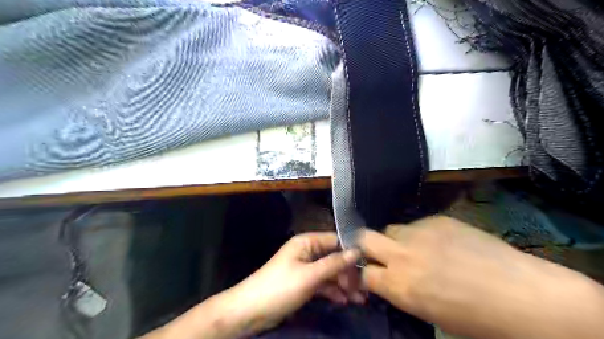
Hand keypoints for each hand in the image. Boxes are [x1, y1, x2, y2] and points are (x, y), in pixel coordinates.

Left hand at [219, 233, 359, 335]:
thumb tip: (357, 251)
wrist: (250, 311)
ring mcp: (305, 268)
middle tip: (364, 289)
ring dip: (344, 284)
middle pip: (334, 258)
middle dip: (349, 273)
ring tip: (359, 299)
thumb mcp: (309, 276)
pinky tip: (344, 301)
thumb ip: (334, 263)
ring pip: (330, 273)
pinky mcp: (303, 283)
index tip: (369, 264)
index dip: (351, 251)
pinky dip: (333, 291)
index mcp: (307, 242)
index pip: (335, 240)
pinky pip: (322, 284)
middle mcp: (307, 252)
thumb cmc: (280, 288)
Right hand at [361, 216, 603, 338]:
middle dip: (367, 246)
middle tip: (380, 254)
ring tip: (416, 249)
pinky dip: (421, 234)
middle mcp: (402, 255)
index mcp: (399, 285)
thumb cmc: (477, 319)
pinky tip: (442, 244)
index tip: (371, 274)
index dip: (363, 273)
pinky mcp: (438, 220)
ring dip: (397, 240)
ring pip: (392, 228)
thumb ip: (401, 291)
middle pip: (365, 237)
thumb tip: (390, 279)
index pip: (362, 271)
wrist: (523, 296)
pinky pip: (418, 225)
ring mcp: (419, 233)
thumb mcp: (429, 313)